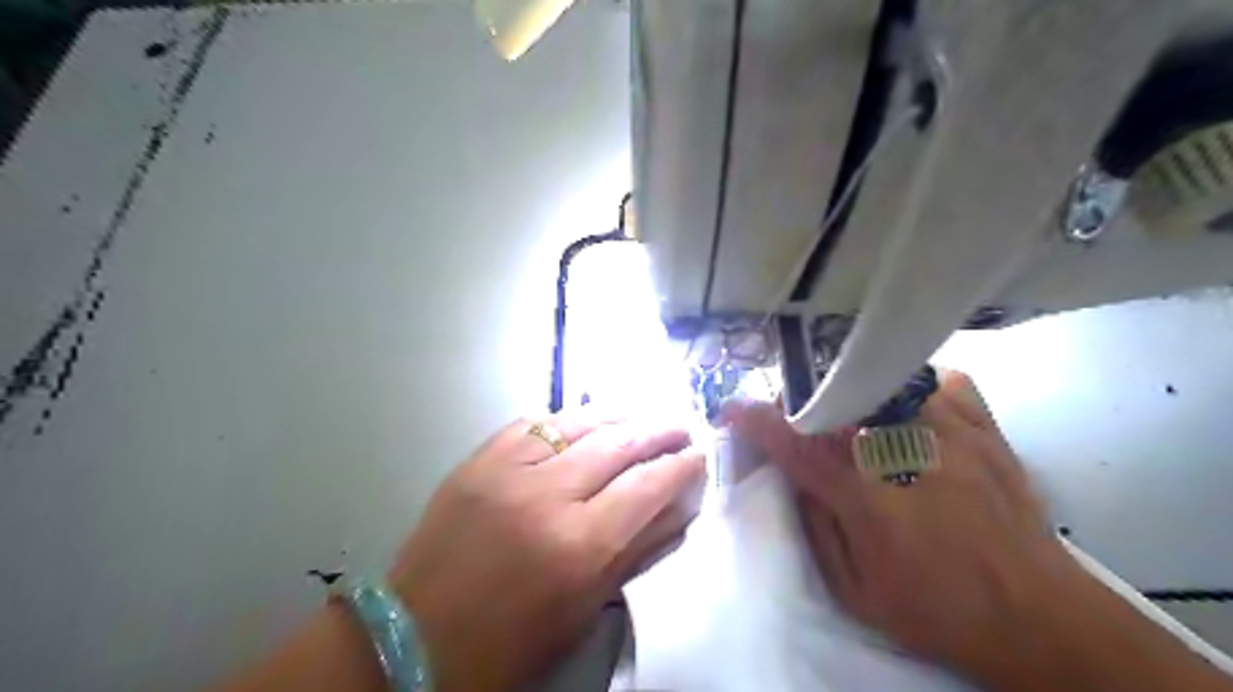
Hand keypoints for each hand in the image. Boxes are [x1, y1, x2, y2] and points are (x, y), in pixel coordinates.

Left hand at [389, 407, 708, 690]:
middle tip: (680, 425)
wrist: (414, 639)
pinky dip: (565, 418)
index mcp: (578, 546)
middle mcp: (547, 496)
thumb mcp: (583, 610)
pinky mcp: (477, 461)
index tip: (699, 455)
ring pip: (577, 422)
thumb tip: (674, 510)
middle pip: (618, 444)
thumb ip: (634, 553)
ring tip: (641, 413)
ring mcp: (507, 471)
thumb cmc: (508, 643)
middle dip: (658, 430)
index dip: (680, 466)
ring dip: (617, 414)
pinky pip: (531, 423)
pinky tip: (583, 419)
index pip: (647, 487)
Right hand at [724, 372, 1080, 679]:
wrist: (1037, 616)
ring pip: (882, 381)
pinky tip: (909, 409)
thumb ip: (815, 525)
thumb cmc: (936, 609)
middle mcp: (901, 448)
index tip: (732, 410)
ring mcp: (947, 429)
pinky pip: (939, 381)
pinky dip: (915, 388)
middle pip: (833, 399)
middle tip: (795, 419)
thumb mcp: (854, 589)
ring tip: (851, 415)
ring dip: (852, 393)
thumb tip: (794, 477)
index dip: (755, 422)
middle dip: (800, 403)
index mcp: (864, 493)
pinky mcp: (982, 426)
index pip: (793, 443)